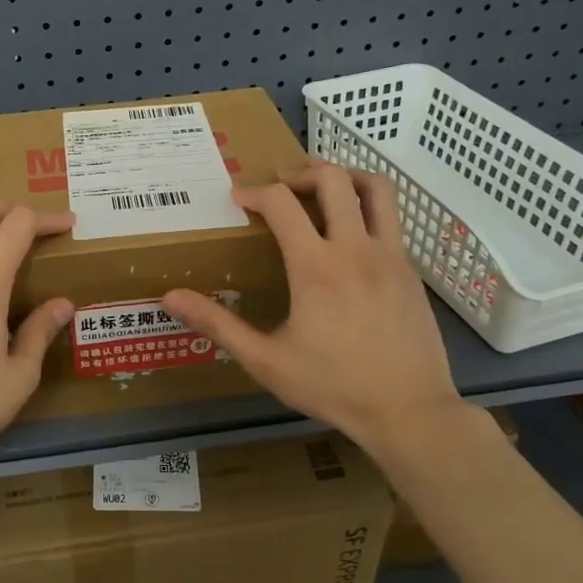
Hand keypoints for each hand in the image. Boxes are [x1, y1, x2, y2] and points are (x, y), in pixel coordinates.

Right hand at [161, 161, 478, 467]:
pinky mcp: (411, 271)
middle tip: (280, 183)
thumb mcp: (265, 360)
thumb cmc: (332, 385)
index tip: (238, 199)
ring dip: (344, 176)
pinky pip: (390, 221)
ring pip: (376, 189)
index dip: (255, 192)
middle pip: (333, 179)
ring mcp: (391, 256)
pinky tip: (348, 239)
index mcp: (316, 267)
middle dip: (300, 171)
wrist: (409, 411)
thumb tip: (171, 297)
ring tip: (322, 188)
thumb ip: (218, 324)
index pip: (282, 203)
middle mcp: (356, 249)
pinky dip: (365, 210)